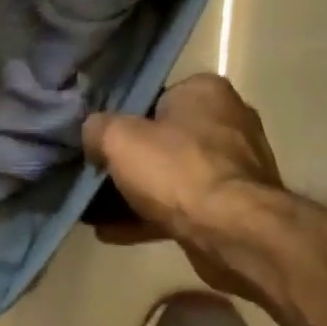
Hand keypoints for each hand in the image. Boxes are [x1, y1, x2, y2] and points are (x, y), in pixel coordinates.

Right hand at [81, 74, 283, 297]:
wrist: (230, 230)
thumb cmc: (176, 170)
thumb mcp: (119, 139)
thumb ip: (98, 129)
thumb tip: (93, 134)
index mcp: (205, 92)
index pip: (155, 99)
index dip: (123, 123)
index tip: (100, 147)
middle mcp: (227, 122)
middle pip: (163, 141)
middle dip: (130, 164)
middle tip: (97, 181)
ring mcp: (233, 167)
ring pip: (171, 178)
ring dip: (136, 196)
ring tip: (96, 213)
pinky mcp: (232, 206)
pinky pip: (181, 208)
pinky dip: (149, 218)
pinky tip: (114, 233)